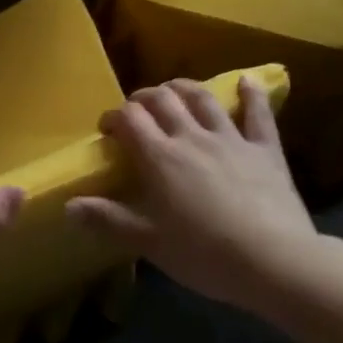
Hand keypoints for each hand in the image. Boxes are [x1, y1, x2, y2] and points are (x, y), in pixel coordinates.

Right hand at [65, 77, 319, 316]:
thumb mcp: (149, 242)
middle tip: (137, 109)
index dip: (114, 117)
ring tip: (174, 88)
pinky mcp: (265, 149)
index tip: (107, 129)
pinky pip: (258, 114)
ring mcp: (230, 138)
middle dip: (144, 97)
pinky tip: (248, 81)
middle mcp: (191, 136)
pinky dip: (252, 94)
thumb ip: (108, 220)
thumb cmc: (204, 254)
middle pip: (163, 100)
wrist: (274, 261)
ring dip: (184, 88)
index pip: (129, 118)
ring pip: (203, 99)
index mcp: (160, 157)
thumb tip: (68, 206)